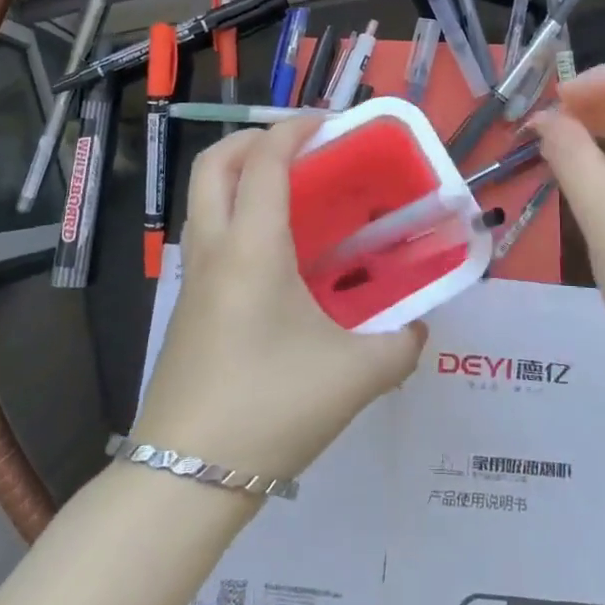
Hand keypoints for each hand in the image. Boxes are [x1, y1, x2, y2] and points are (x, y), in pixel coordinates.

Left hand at [130, 117, 426, 480]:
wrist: (185, 480)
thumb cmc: (271, 408)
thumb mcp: (356, 375)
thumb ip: (400, 346)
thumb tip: (418, 331)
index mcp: (251, 246)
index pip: (264, 160)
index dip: (293, 129)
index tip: (327, 123)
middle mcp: (214, 249)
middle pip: (212, 164)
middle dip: (251, 139)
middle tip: (298, 148)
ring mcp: (192, 279)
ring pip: (203, 200)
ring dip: (239, 178)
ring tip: (291, 195)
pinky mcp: (187, 309)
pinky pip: (208, 237)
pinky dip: (236, 217)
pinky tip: (277, 259)